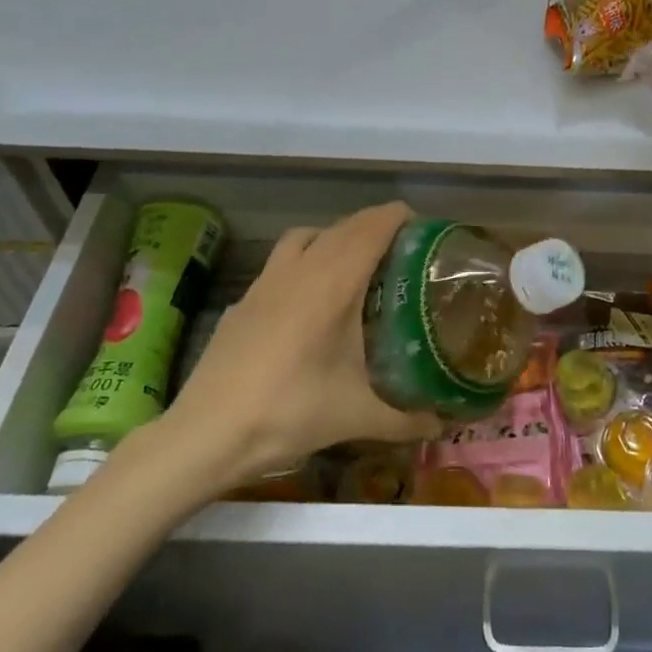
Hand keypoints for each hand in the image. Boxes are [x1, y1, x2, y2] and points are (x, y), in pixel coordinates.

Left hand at [121, 202, 440, 512]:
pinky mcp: (244, 298)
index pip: (374, 227)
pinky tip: (310, 297)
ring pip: (308, 235)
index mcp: (334, 282)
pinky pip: (283, 258)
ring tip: (355, 263)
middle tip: (403, 249)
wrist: (206, 433)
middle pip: (345, 226)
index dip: (400, 217)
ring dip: (336, 235)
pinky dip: (305, 258)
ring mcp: (267, 280)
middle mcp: (302, 268)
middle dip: (376, 226)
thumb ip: (406, 418)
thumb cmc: (288, 412)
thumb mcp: (356, 417)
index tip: (425, 228)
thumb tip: (444, 423)